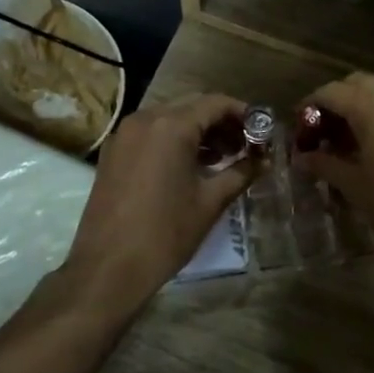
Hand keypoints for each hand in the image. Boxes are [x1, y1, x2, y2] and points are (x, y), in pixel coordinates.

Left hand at [63, 94, 257, 311]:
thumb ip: (241, 172)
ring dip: (199, 132)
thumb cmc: (165, 233)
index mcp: (171, 126)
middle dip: (222, 123)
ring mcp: (124, 135)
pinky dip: (175, 141)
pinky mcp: (113, 153)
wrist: (108, 269)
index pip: (215, 103)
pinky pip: (151, 134)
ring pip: (170, 119)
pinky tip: (193, 166)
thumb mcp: (210, 201)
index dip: (243, 113)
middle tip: (246, 145)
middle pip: (192, 107)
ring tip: (224, 158)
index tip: (262, 131)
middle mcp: (144, 120)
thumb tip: (264, 160)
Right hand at [293, 73, 373, 265]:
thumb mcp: (353, 185)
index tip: (300, 124)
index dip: (311, 104)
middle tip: (325, 128)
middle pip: (359, 83)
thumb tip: (303, 156)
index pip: (332, 92)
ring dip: (364, 104)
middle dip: (338, 99)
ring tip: (352, 135)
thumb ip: (325, 163)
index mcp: (372, 107)